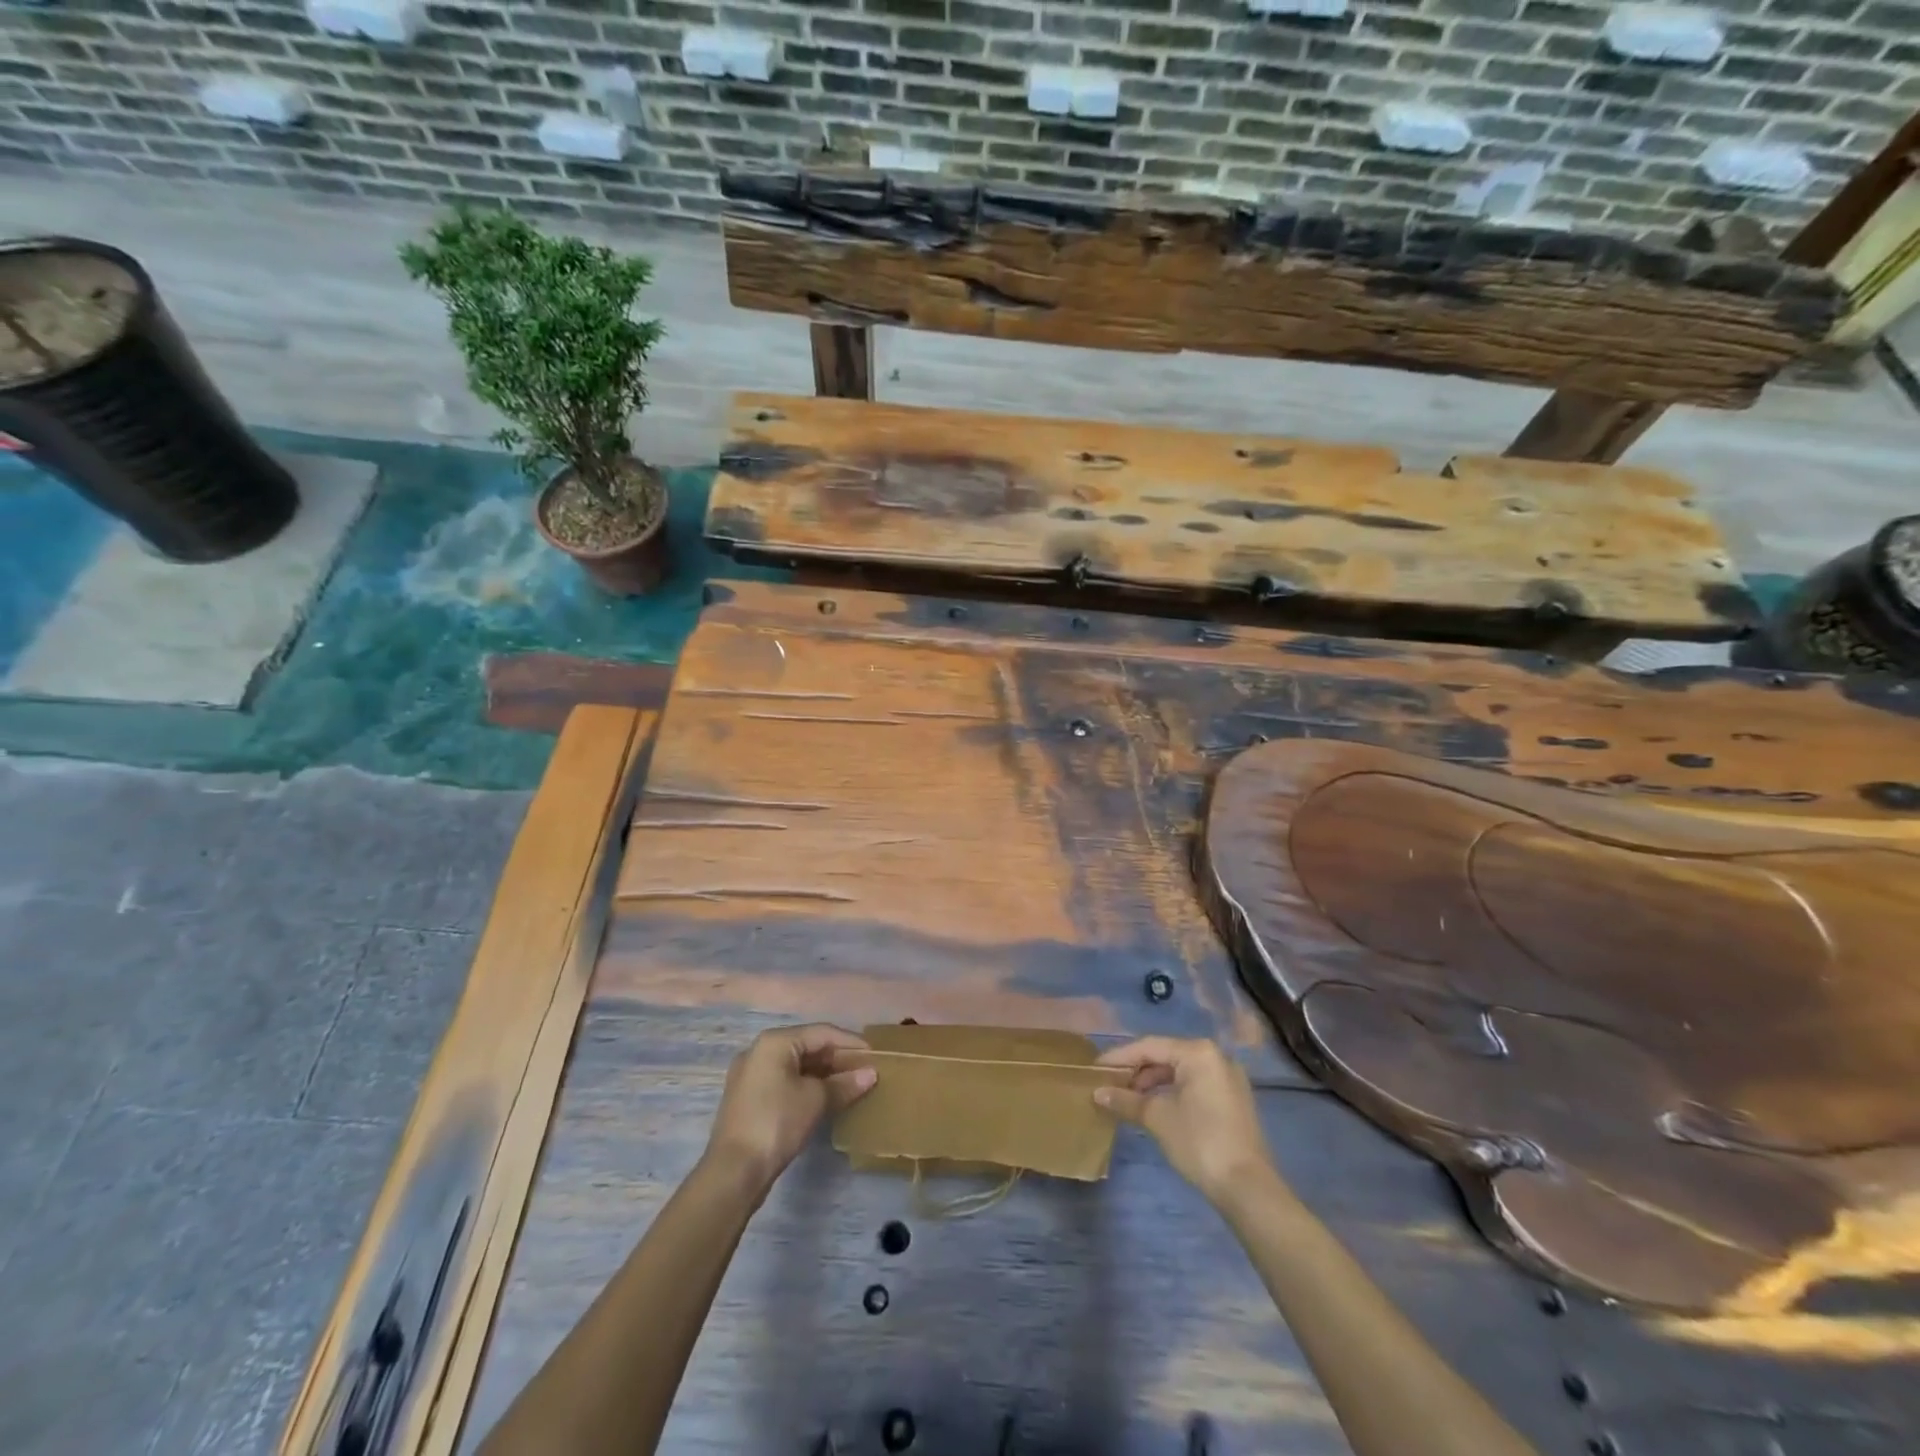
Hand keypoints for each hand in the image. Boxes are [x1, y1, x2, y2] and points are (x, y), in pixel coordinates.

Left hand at [704, 1024, 875, 1198]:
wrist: (733, 1172)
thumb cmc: (777, 1123)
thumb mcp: (816, 1100)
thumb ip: (845, 1083)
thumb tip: (871, 1074)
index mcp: (775, 1042)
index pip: (822, 1032)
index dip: (851, 1042)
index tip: (875, 1055)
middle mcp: (760, 1051)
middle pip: (807, 1047)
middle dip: (838, 1059)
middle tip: (865, 1071)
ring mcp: (751, 1075)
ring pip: (796, 1066)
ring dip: (824, 1074)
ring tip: (851, 1085)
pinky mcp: (749, 1099)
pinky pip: (785, 1082)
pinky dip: (807, 1086)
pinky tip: (826, 1099)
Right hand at [1095, 1036, 1279, 1205]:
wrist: (1248, 1188)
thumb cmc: (1199, 1141)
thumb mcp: (1157, 1118)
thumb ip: (1125, 1100)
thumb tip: (1098, 1093)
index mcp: (1198, 1052)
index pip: (1149, 1047)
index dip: (1119, 1057)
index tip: (1095, 1068)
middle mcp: (1216, 1056)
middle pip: (1165, 1056)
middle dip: (1136, 1071)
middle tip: (1110, 1085)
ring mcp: (1228, 1078)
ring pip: (1180, 1072)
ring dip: (1153, 1084)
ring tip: (1128, 1099)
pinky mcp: (1233, 1099)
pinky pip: (1194, 1085)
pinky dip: (1172, 1092)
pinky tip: (1154, 1108)